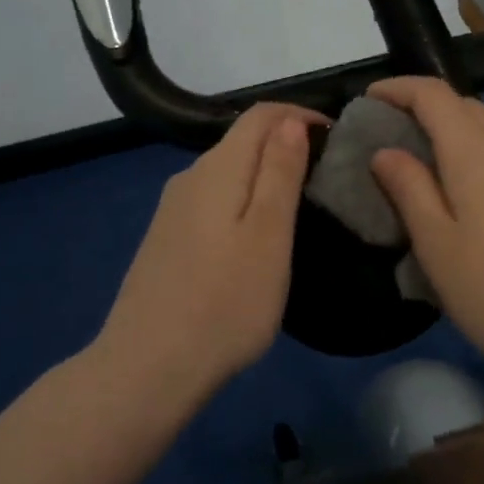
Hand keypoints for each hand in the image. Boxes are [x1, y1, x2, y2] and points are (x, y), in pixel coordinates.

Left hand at [95, 102, 322, 399]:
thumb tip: (290, 120)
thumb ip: (280, 172)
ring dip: (265, 173)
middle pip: (243, 139)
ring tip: (300, 205)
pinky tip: (255, 236)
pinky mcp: (166, 238)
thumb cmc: (224, 303)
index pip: (262, 114)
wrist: (147, 369)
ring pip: (228, 171)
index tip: (336, 139)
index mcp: (218, 168)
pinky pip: (213, 199)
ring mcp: (172, 209)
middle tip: (326, 176)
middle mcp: (190, 176)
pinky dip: (242, 200)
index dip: (300, 115)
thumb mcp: (269, 236)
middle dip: (286, 143)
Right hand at [366, 77, 483, 388]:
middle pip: (462, 106)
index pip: (432, 93)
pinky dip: (480, 157)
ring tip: (426, 169)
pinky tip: (474, 199)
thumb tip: (385, 151)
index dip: (397, 88)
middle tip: (389, 140)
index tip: (367, 101)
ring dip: (453, 134)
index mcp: (475, 150)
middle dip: (422, 110)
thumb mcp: (438, 248)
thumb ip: (409, 190)